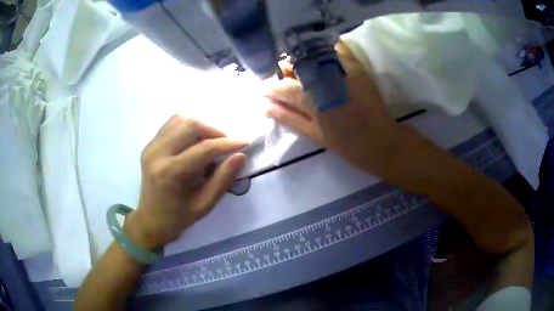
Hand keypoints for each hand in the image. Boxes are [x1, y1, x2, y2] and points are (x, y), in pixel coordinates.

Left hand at [125, 115, 246, 249]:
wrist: (150, 220)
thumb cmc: (178, 218)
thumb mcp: (205, 205)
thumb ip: (222, 179)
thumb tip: (239, 156)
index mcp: (171, 173)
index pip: (204, 148)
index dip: (227, 143)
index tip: (244, 143)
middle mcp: (158, 154)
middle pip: (191, 126)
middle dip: (214, 131)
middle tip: (225, 145)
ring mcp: (151, 147)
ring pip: (180, 120)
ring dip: (200, 127)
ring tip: (210, 142)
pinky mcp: (149, 145)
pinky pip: (171, 125)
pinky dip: (187, 127)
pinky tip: (193, 142)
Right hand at [264, 41, 404, 175]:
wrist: (381, 139)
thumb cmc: (347, 143)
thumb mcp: (313, 134)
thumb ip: (287, 117)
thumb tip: (263, 107)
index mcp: (313, 99)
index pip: (281, 86)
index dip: (266, 86)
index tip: (258, 88)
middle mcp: (324, 77)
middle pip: (293, 64)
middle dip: (281, 71)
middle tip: (280, 81)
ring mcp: (341, 67)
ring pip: (309, 53)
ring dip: (298, 60)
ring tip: (298, 72)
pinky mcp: (354, 63)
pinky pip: (333, 46)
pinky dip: (320, 50)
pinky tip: (317, 60)